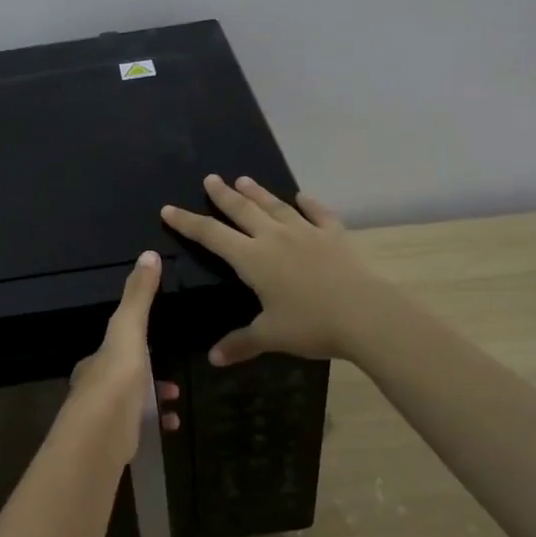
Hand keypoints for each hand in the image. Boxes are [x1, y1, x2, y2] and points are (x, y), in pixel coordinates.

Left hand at [62, 250, 180, 467]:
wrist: (100, 437)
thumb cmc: (115, 379)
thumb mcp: (128, 330)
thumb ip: (138, 297)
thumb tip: (149, 254)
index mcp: (95, 363)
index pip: (112, 348)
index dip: (133, 344)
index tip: (156, 344)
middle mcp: (93, 389)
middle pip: (123, 377)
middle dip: (148, 376)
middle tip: (172, 379)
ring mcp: (102, 419)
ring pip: (130, 404)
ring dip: (154, 399)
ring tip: (175, 398)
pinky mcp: (113, 443)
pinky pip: (138, 429)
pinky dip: (156, 424)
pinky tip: (170, 425)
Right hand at [161, 175, 380, 365]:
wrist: (366, 314)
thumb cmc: (311, 325)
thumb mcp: (270, 337)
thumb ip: (240, 343)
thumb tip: (213, 358)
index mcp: (252, 259)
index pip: (211, 235)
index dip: (188, 222)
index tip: (169, 209)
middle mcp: (275, 238)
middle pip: (242, 210)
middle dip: (223, 195)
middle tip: (210, 178)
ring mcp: (307, 233)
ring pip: (276, 207)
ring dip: (258, 193)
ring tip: (244, 179)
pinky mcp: (335, 236)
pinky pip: (318, 214)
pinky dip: (309, 204)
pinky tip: (303, 196)